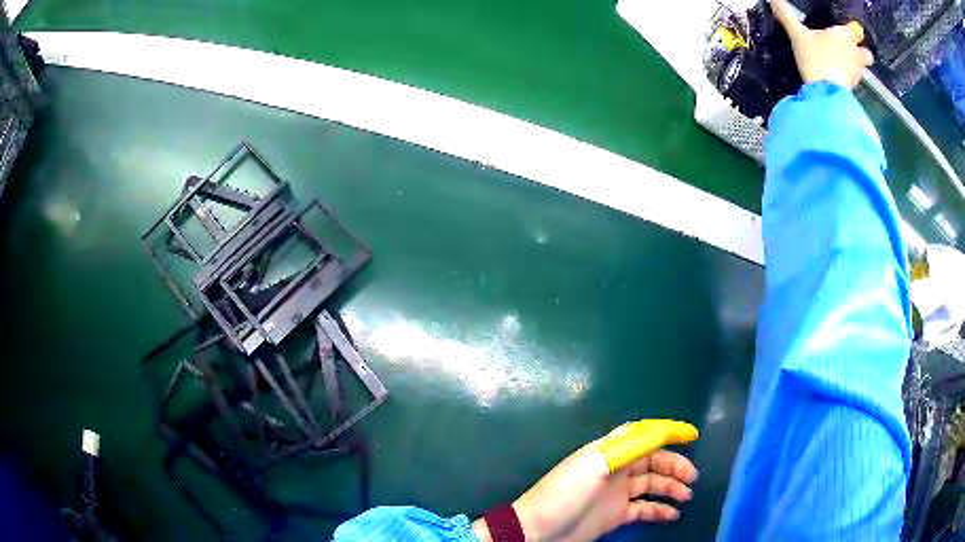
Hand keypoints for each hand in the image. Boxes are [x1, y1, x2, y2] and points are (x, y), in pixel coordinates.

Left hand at [472, 420, 698, 541]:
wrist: (537, 530)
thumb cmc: (565, 494)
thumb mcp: (596, 465)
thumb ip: (628, 447)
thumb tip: (659, 429)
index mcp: (610, 452)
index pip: (645, 435)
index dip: (668, 432)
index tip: (693, 435)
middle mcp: (616, 470)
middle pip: (653, 461)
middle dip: (674, 465)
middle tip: (693, 477)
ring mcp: (616, 494)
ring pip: (652, 484)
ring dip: (671, 487)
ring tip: (686, 496)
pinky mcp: (615, 515)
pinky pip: (644, 508)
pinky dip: (660, 509)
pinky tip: (672, 514)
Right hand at [771, 0, 873, 88]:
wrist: (824, 93)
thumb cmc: (815, 57)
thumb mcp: (797, 34)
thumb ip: (787, 16)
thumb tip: (774, 0)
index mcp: (845, 36)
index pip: (855, 29)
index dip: (852, 29)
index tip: (846, 30)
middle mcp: (855, 54)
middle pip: (867, 53)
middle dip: (862, 51)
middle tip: (851, 51)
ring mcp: (856, 73)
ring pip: (862, 68)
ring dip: (856, 66)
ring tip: (844, 65)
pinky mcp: (853, 89)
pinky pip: (854, 80)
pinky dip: (849, 78)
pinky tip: (839, 78)